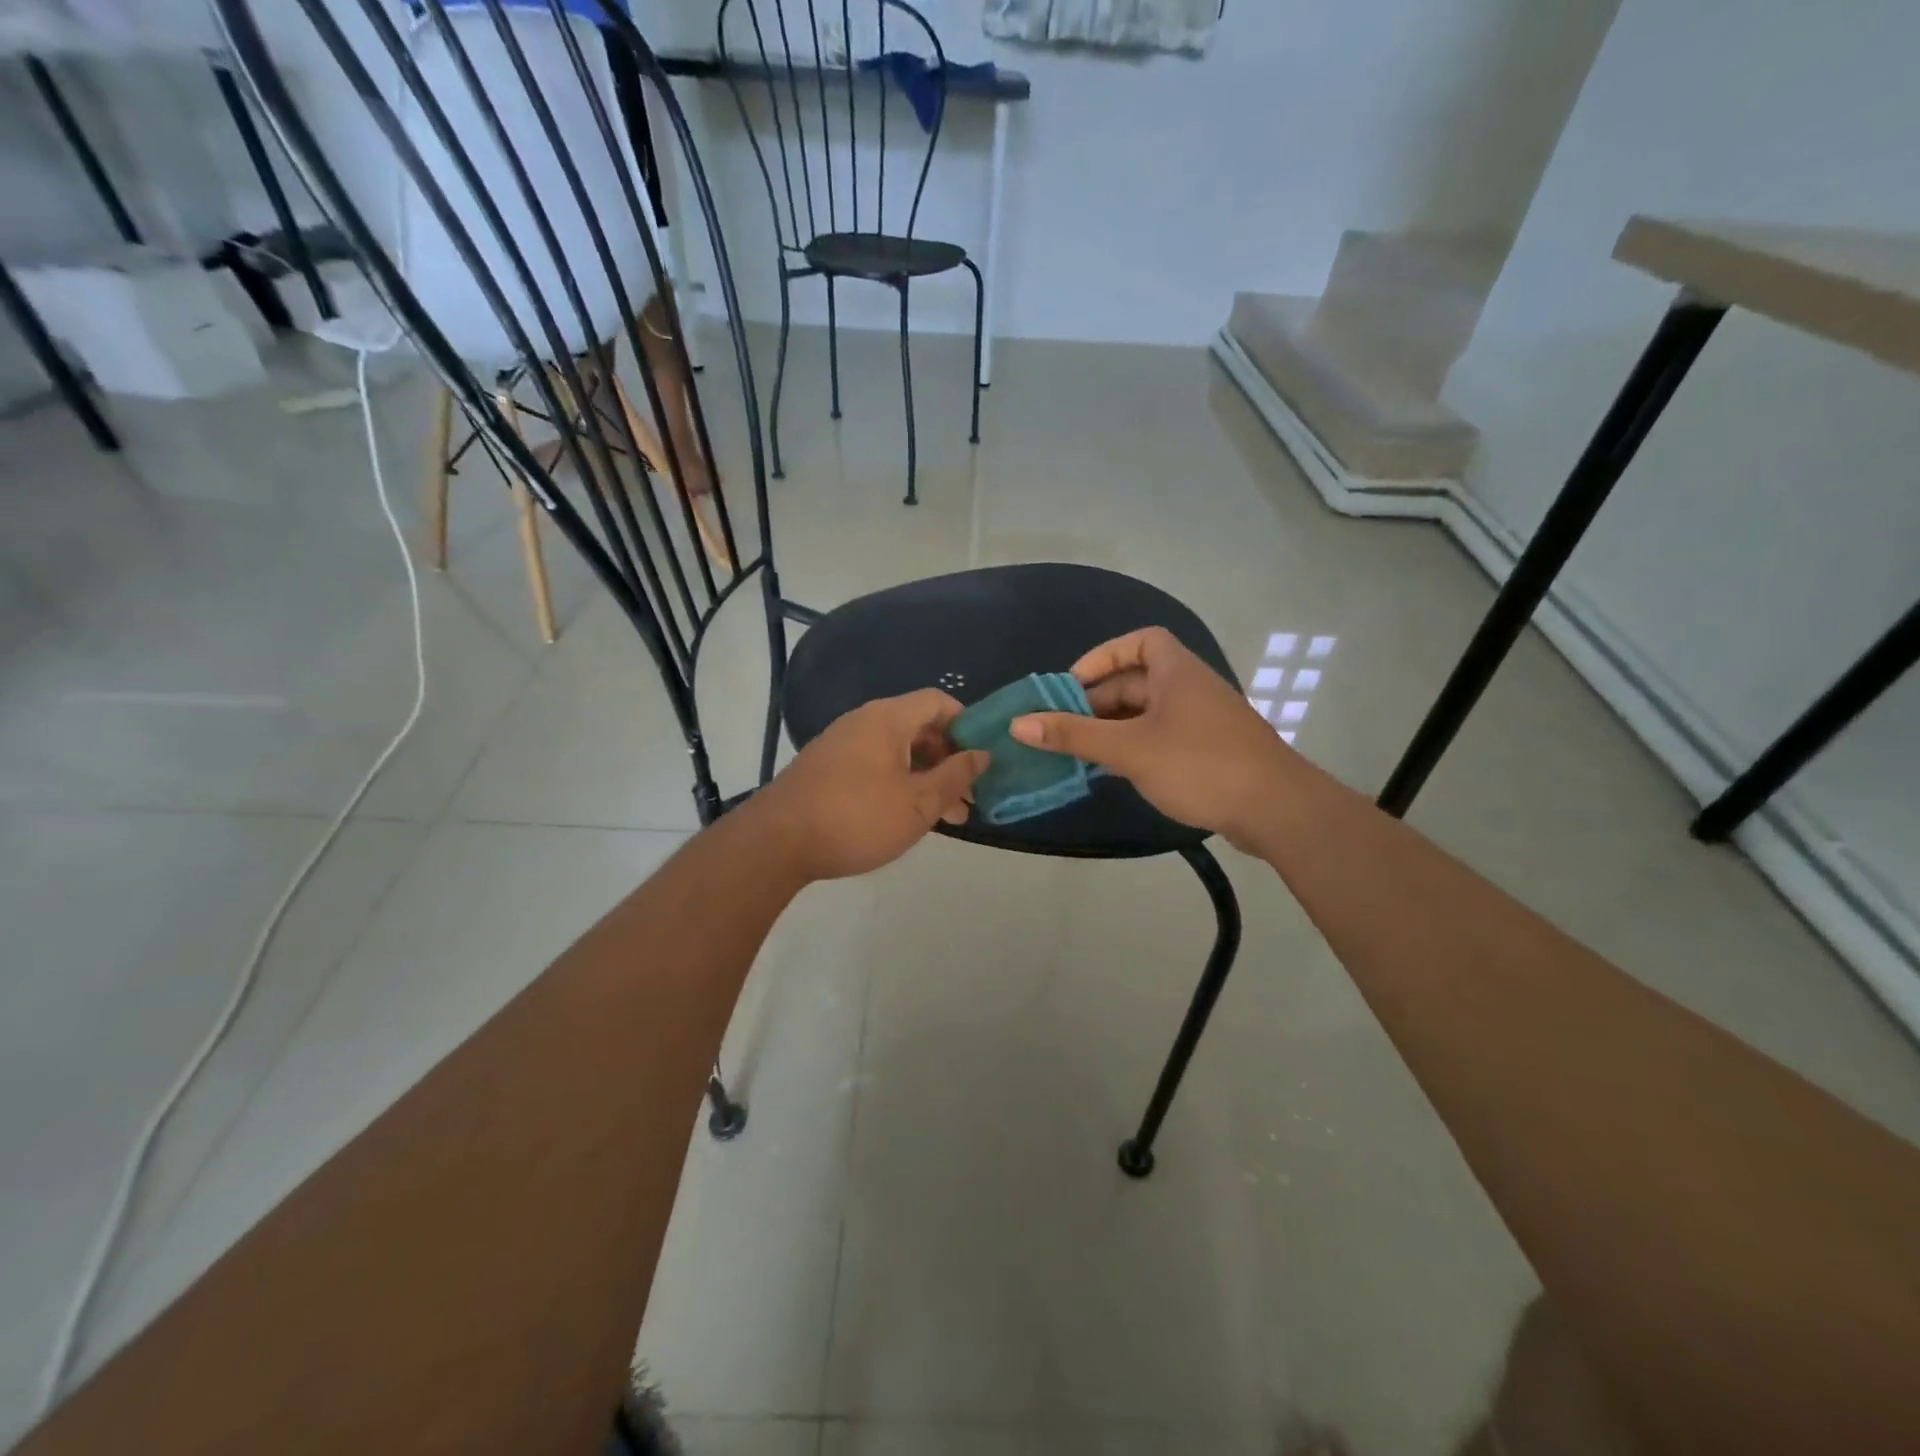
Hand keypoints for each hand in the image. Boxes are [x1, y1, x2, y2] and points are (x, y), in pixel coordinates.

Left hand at [751, 689, 989, 881]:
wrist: (777, 842)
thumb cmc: (857, 817)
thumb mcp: (918, 802)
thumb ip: (955, 776)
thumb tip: (982, 754)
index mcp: (887, 718)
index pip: (938, 701)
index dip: (966, 724)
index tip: (981, 758)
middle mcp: (863, 721)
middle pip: (918, 727)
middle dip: (948, 759)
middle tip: (968, 797)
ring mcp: (841, 744)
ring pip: (897, 751)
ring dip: (926, 777)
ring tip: (947, 816)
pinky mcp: (826, 768)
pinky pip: (874, 764)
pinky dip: (898, 782)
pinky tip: (906, 815)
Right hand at [1009, 627, 1294, 853]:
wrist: (1276, 809)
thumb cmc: (1199, 764)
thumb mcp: (1129, 748)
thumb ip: (1073, 735)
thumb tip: (1018, 723)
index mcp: (1177, 671)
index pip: (1140, 642)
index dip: (1103, 657)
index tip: (1072, 684)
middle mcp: (1191, 688)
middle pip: (1137, 681)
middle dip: (1098, 701)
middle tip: (1063, 727)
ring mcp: (1202, 721)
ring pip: (1147, 714)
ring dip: (1113, 728)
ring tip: (1080, 752)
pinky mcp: (1209, 752)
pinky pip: (1161, 738)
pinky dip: (1135, 747)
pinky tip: (1115, 771)